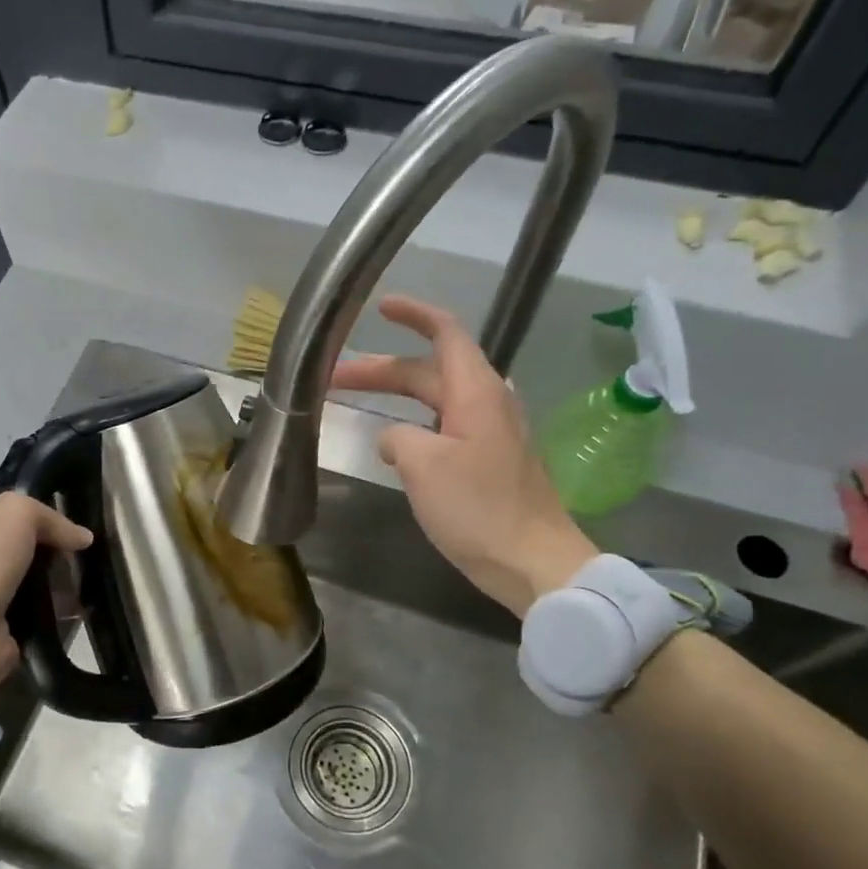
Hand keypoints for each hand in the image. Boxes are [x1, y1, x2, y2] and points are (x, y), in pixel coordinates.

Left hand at [0, 494, 92, 692]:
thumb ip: (50, 517)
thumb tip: (83, 537)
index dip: (42, 521)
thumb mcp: (16, 513)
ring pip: (34, 583)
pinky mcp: (0, 630)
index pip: (9, 517)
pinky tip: (78, 610)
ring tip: (86, 587)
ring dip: (61, 584)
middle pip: (25, 551)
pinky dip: (57, 612)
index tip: (73, 533)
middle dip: (56, 555)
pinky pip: (37, 613)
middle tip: (82, 562)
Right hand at [331, 294, 596, 617]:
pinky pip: (444, 426)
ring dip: (396, 396)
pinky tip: (394, 443)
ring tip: (357, 402)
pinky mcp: (489, 460)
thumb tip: (393, 439)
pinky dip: (414, 423)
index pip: (445, 333)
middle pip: (429, 370)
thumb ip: (397, 438)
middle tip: (334, 378)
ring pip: (436, 399)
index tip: (380, 306)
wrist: (533, 562)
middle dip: (381, 370)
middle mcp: (486, 403)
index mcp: (475, 392)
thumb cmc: (478, 508)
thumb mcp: (423, 466)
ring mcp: (491, 433)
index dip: (413, 314)